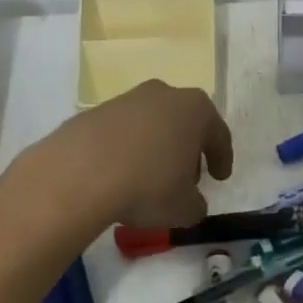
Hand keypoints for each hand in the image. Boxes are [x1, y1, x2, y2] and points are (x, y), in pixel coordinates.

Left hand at [23, 80, 233, 229]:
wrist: (80, 173)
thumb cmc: (148, 185)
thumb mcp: (184, 208)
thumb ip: (196, 204)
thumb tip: (191, 203)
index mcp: (195, 109)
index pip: (218, 134)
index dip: (222, 158)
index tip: (220, 178)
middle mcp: (163, 94)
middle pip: (184, 123)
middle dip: (187, 149)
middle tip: (187, 178)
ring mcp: (126, 99)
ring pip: (151, 125)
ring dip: (155, 148)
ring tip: (149, 179)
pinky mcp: (95, 112)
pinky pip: (121, 133)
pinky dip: (126, 150)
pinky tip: (120, 175)